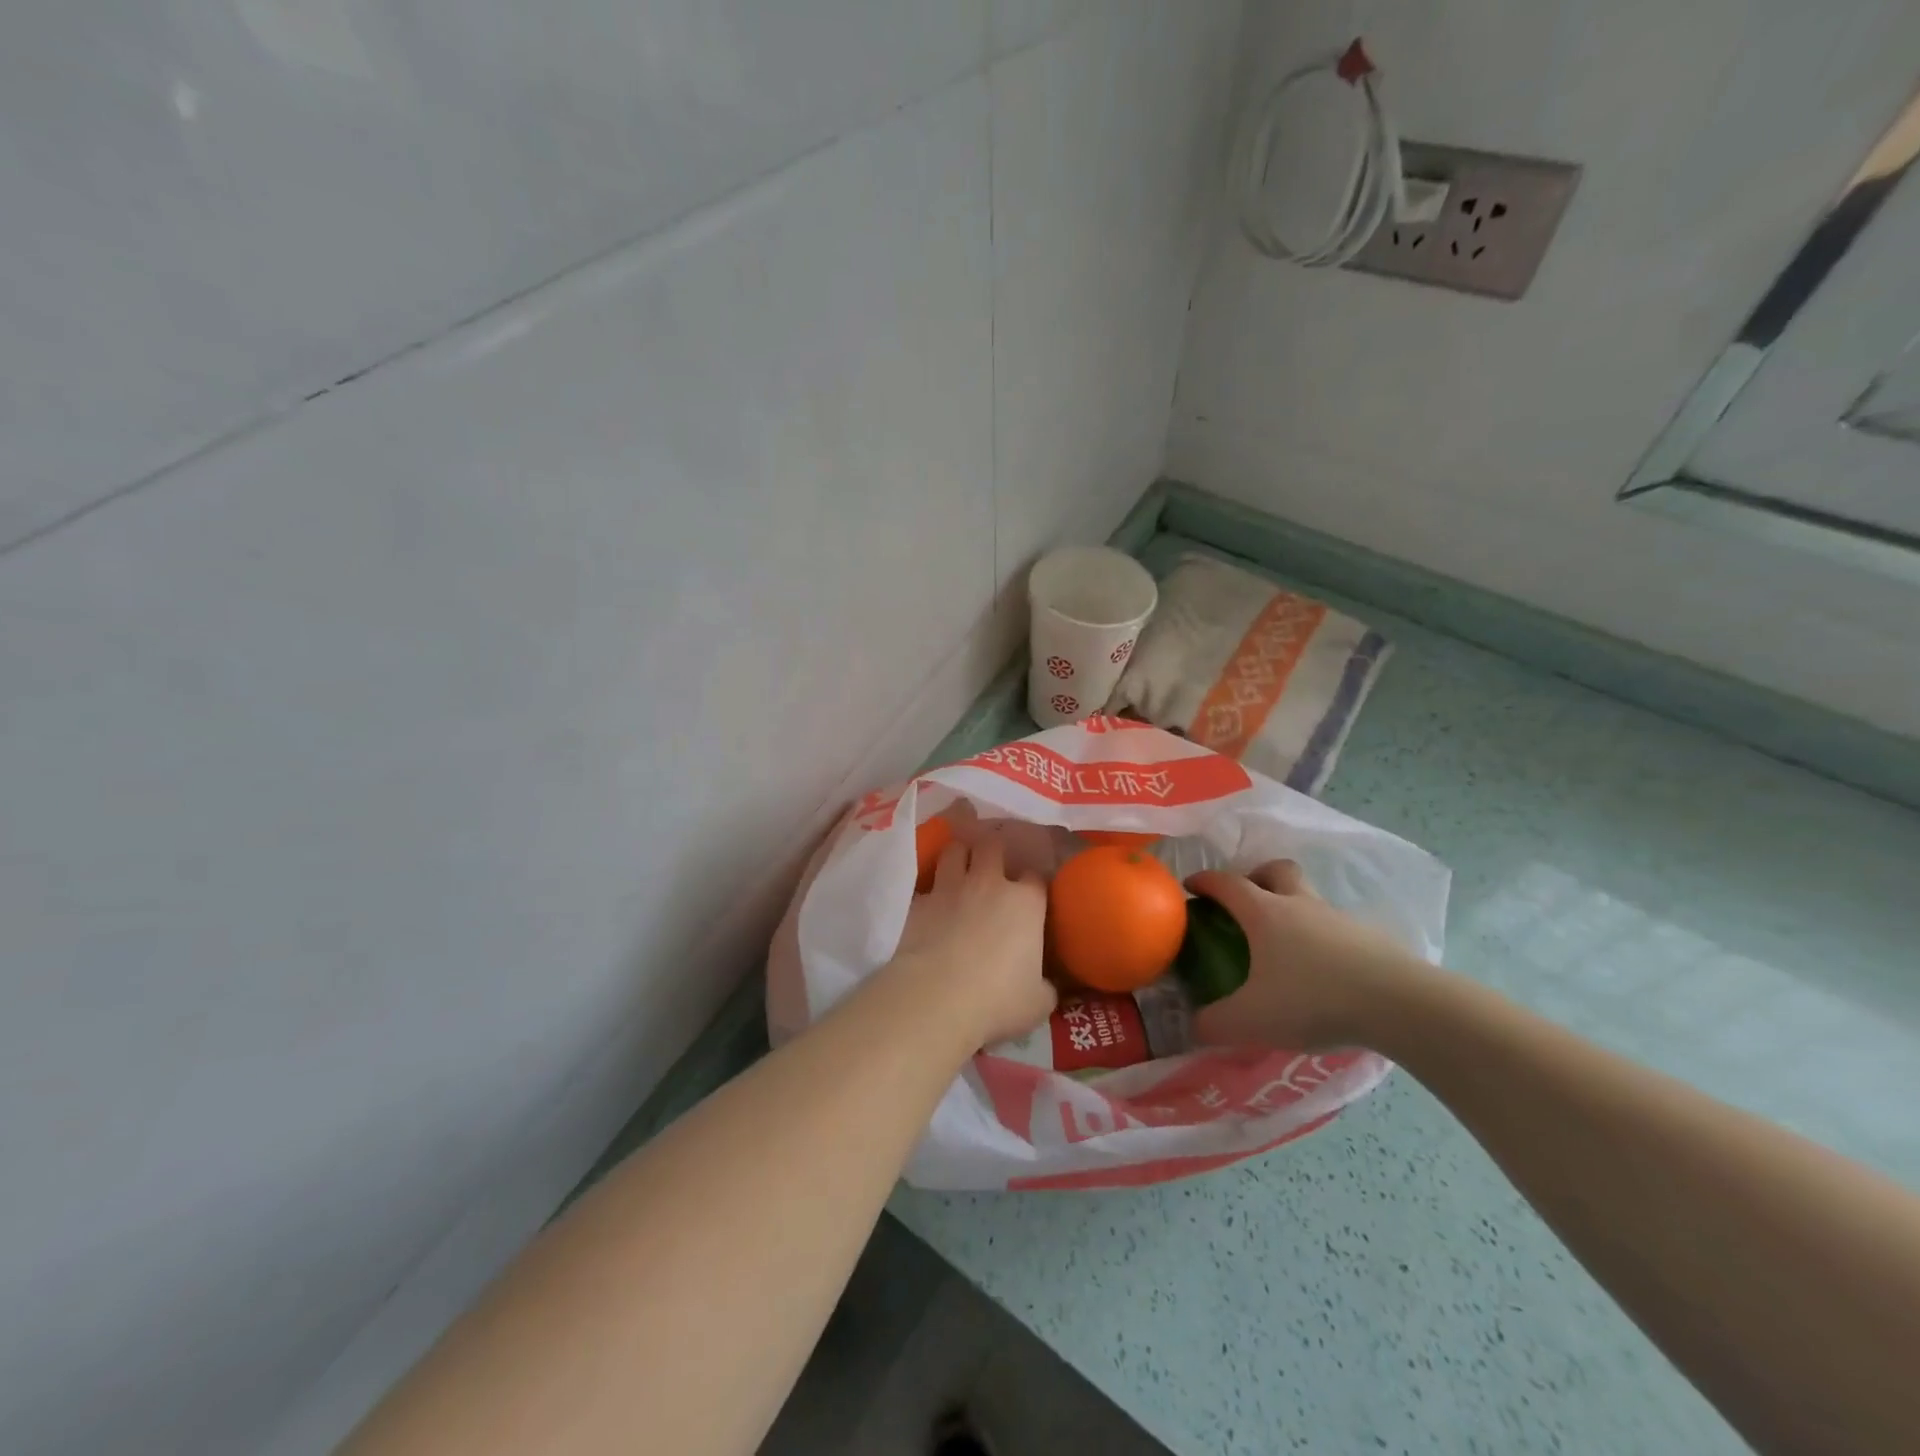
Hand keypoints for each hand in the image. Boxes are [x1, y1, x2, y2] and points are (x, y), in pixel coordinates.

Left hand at [890, 833, 1054, 1048]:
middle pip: (993, 846)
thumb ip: (1046, 986)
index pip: (1035, 876)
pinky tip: (930, 900)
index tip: (1032, 895)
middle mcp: (989, 883)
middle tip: (993, 865)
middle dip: (994, 851)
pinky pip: (925, 883)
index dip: (1033, 883)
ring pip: (954, 850)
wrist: (936, 998)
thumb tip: (1048, 985)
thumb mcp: (1038, 1002)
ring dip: (959, 855)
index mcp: (1026, 902)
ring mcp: (949, 887)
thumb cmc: (997, 999)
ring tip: (960, 866)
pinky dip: (930, 888)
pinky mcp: (918, 901)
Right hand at [1184, 860, 1429, 1050]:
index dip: (1204, 881)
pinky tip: (1322, 973)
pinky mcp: (1370, 940)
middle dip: (1256, 876)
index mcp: (1264, 913)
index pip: (1226, 883)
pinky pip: (1336, 929)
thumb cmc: (1313, 999)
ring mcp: (1338, 920)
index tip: (1190, 887)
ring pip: (1309, 898)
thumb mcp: (1252, 1019)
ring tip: (1284, 946)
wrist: (1400, 1005)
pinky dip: (1322, 940)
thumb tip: (1192, 1026)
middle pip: (1276, 870)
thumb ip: (1215, 1024)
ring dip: (1292, 909)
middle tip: (1246, 902)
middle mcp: (1300, 905)